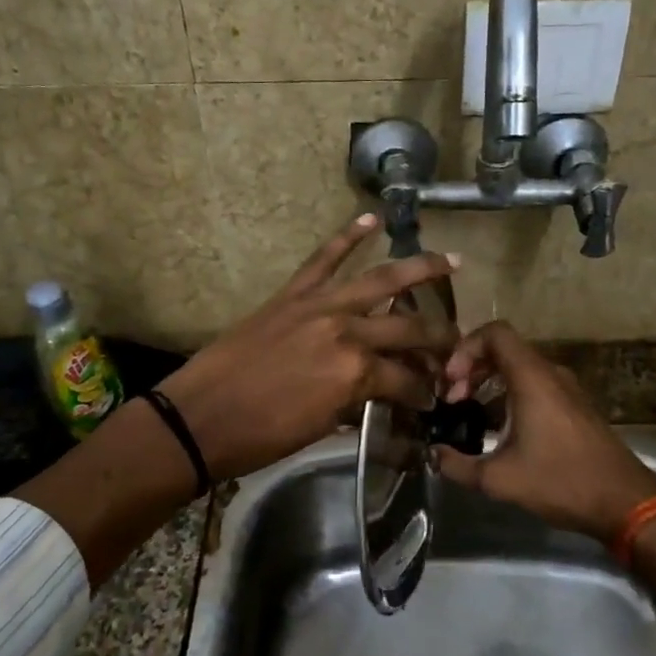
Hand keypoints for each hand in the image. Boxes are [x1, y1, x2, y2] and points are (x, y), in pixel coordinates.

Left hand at [158, 215, 459, 481]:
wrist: (200, 417)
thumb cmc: (261, 437)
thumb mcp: (321, 427)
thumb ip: (357, 402)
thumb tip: (381, 392)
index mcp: (357, 373)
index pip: (407, 380)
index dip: (424, 392)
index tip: (433, 399)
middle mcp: (347, 331)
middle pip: (407, 329)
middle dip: (439, 339)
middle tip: (456, 343)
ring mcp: (319, 306)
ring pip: (380, 281)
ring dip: (419, 268)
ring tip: (450, 261)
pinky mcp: (292, 294)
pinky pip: (323, 259)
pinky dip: (347, 236)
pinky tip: (371, 219)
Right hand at [435, 321, 655, 544]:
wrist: (624, 501)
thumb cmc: (561, 481)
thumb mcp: (500, 479)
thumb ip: (457, 466)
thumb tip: (433, 455)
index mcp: (532, 378)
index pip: (495, 333)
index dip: (465, 348)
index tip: (449, 381)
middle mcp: (550, 374)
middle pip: (504, 349)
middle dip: (472, 367)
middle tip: (452, 399)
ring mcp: (566, 389)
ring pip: (520, 367)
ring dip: (490, 381)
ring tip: (469, 411)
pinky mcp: (575, 406)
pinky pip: (535, 384)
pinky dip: (510, 393)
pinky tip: (498, 427)